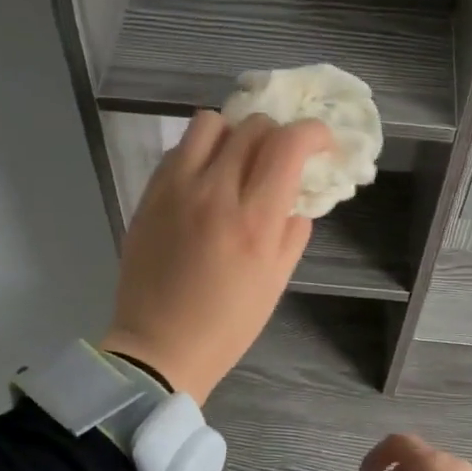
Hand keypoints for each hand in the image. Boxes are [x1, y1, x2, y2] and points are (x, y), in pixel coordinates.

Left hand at [101, 110, 332, 405]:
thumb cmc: (227, 325)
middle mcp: (215, 192)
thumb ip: (293, 231)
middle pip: (253, 126)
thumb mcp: (276, 282)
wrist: (159, 347)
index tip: (321, 144)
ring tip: (237, 161)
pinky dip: (200, 153)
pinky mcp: (150, 195)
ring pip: (210, 123)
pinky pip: (179, 149)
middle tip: (279, 159)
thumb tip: (294, 197)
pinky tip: (205, 181)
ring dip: (234, 134)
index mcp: (254, 221)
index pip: (288, 144)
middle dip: (277, 135)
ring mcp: (176, 189)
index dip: (314, 133)